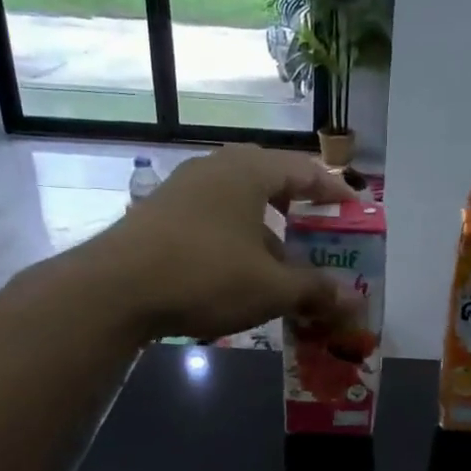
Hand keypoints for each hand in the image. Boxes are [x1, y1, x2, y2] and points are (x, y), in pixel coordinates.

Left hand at [83, 145, 358, 339]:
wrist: (115, 289)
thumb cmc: (206, 275)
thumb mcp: (271, 288)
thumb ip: (315, 290)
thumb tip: (352, 302)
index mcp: (249, 171)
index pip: (304, 170)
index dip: (334, 191)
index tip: (354, 209)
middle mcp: (215, 168)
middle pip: (269, 179)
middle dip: (298, 206)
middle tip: (318, 230)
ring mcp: (182, 189)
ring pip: (238, 202)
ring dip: (266, 230)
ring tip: (282, 262)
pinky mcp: (159, 214)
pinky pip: (212, 218)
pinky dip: (236, 238)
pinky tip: (237, 272)